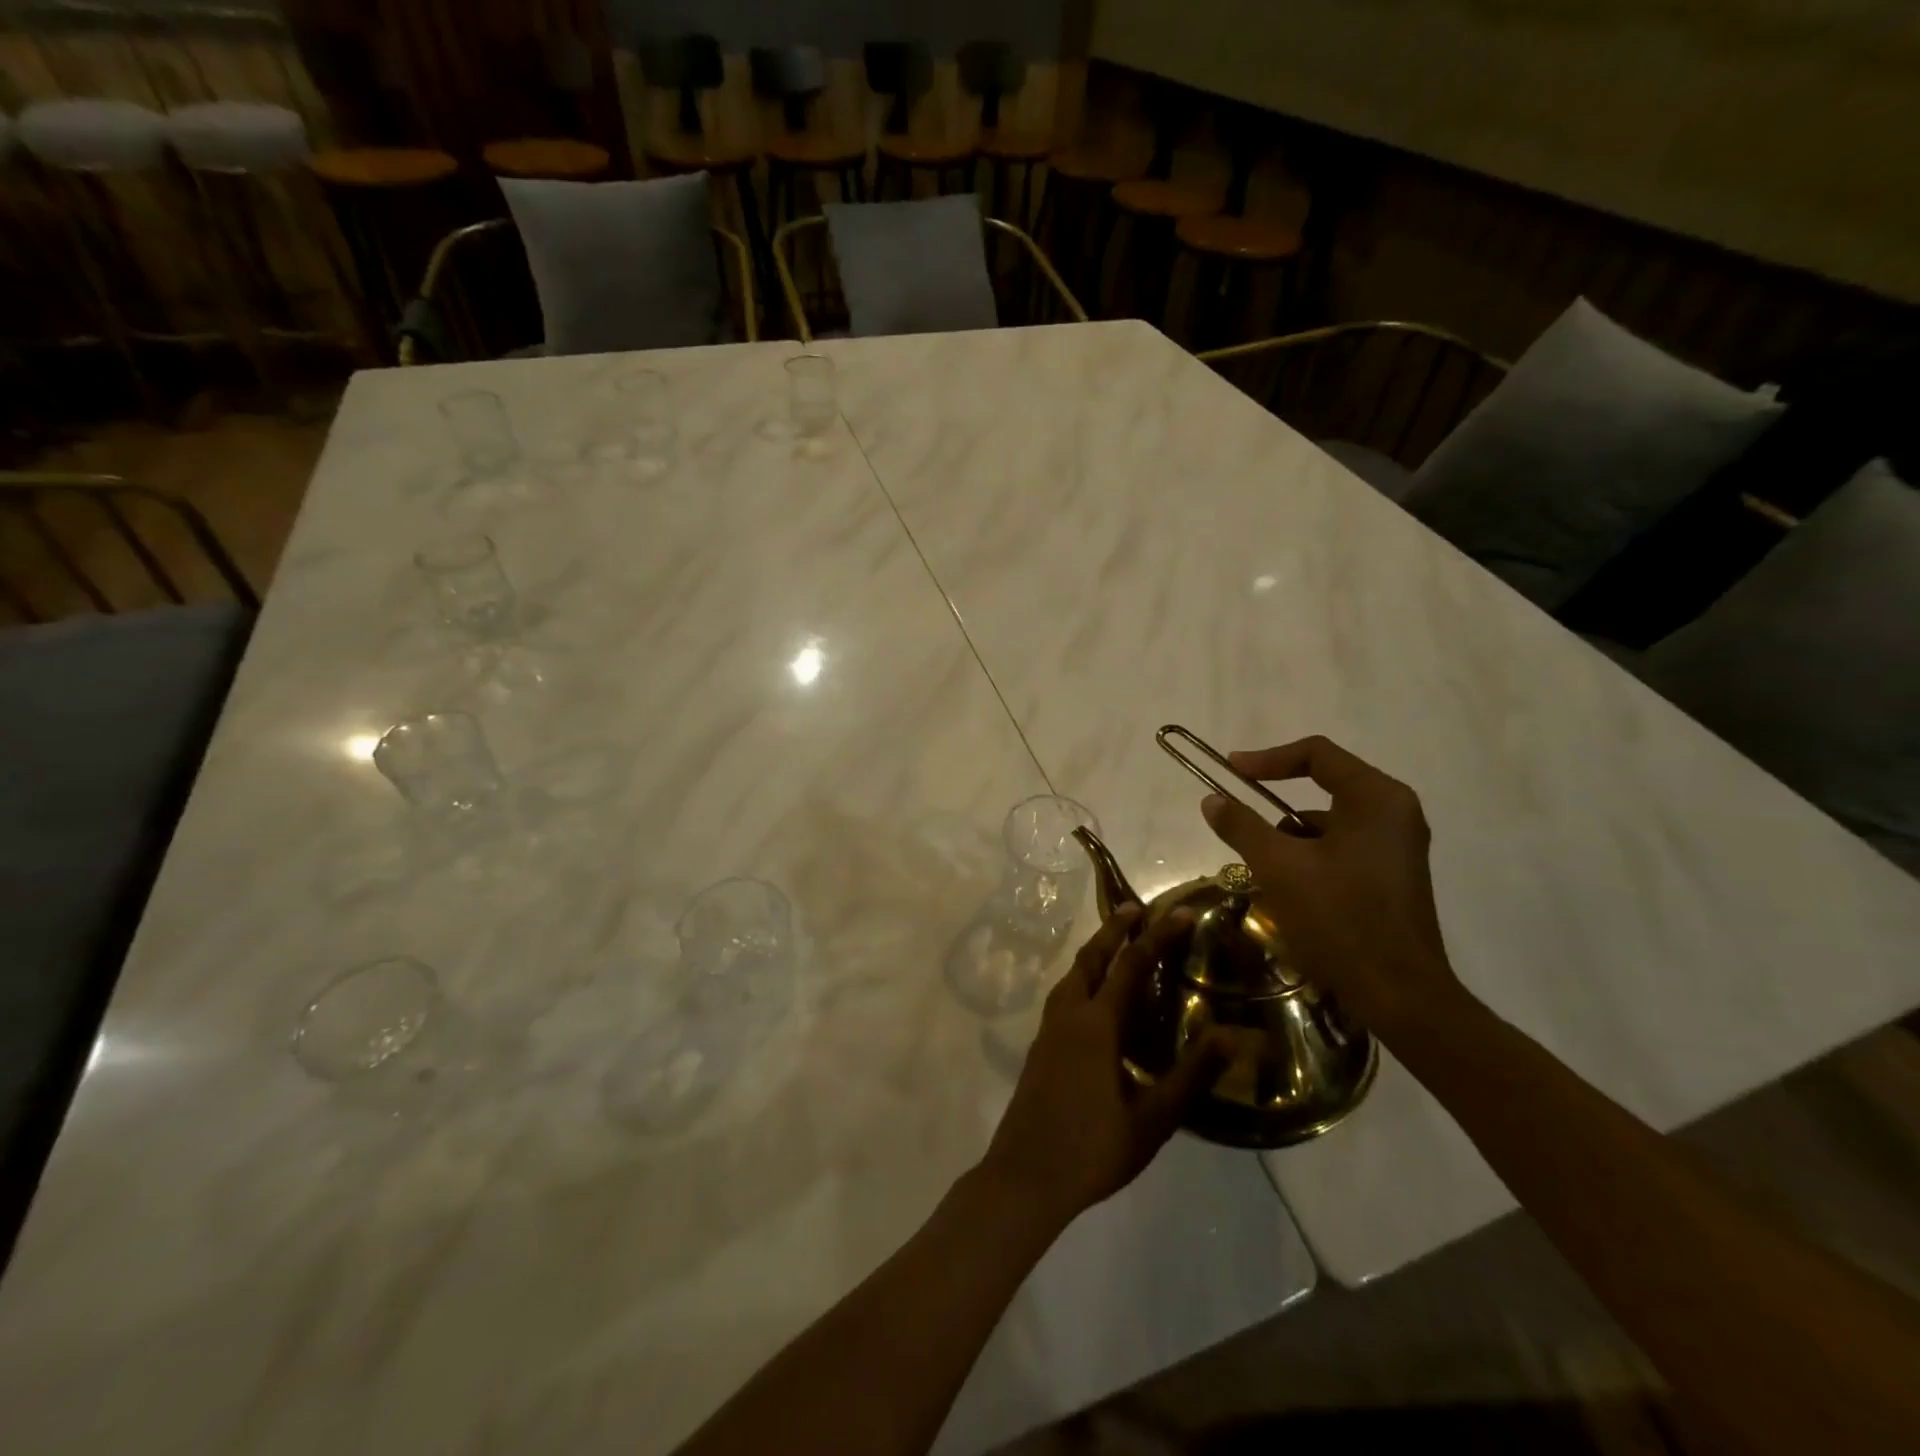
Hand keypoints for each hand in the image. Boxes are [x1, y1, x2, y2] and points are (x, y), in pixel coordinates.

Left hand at [979, 906, 1225, 1227]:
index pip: (1132, 965)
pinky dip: (1084, 976)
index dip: (1158, 936)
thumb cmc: (1093, 1149)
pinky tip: (1095, 995)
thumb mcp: (1152, 1119)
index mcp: (1096, 1023)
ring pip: (1073, 973)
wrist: (1025, 1176)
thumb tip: (1231, 1034)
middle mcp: (1069, 1013)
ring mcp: (1049, 1028)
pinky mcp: (1041, 1045)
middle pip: (1092, 957)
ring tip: (1118, 941)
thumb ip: (1191, 1075)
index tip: (1181, 912)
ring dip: (1096, 950)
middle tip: (1137, 908)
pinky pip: (1065, 993)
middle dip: (1115, 929)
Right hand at [1200, 735, 1461, 1036]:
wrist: (1398, 994)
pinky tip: (1291, 891)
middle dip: (1276, 807)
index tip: (1230, 771)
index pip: (1316, 754)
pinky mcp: (1394, 874)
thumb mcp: (1278, 867)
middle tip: (1241, 823)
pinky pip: (1343, 846)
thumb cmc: (1338, 920)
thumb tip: (1211, 799)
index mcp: (1376, 798)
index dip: (1267, 758)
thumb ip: (1242, 826)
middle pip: (1323, 786)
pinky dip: (1312, 857)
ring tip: (1263, 871)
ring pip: (1329, 822)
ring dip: (1291, 838)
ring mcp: (1398, 844)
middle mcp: (1395, 812)